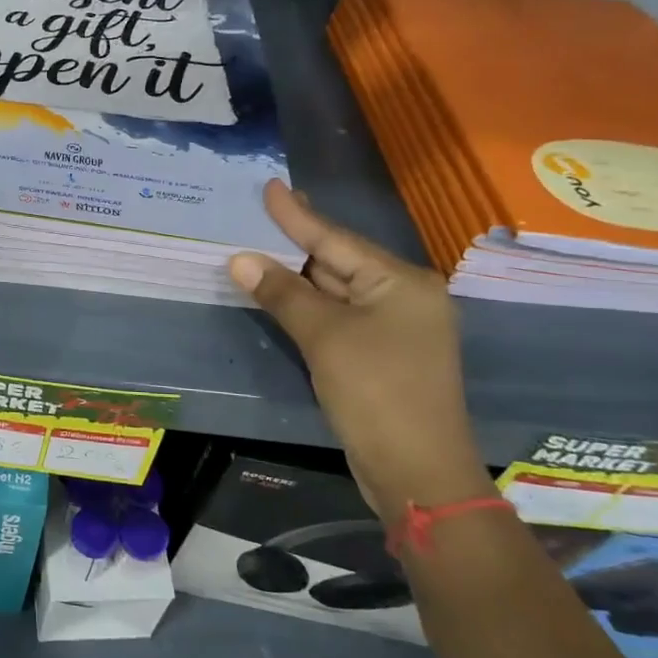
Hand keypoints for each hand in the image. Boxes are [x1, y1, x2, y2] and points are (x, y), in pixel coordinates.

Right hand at [228, 182, 491, 518]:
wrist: (418, 472)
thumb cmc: (376, 393)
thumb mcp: (325, 337)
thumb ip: (283, 293)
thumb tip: (240, 259)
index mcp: (401, 282)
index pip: (336, 240)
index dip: (297, 215)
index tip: (270, 185)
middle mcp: (404, 297)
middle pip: (339, 261)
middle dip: (295, 244)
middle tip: (255, 216)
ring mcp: (395, 328)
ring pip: (337, 291)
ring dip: (297, 278)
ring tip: (257, 250)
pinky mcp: (382, 355)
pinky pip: (339, 317)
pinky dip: (308, 307)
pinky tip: (281, 296)